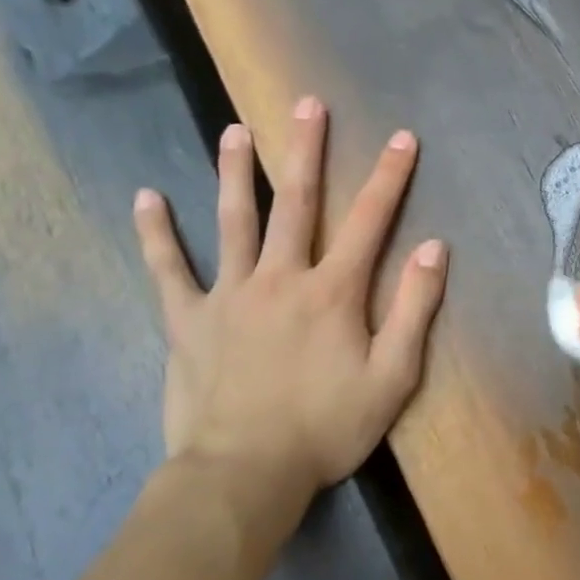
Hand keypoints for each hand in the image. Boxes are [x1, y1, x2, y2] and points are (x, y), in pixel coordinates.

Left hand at [132, 98, 447, 525]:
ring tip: (234, 130)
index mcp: (333, 290)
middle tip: (308, 104)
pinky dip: (156, 234)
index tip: (402, 137)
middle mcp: (281, 277)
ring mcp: (229, 295)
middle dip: (306, 150)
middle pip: (297, 202)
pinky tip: (146, 197)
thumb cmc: (326, 427)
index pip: (369, 220)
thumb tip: (433, 247)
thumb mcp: (393, 376)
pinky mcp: (187, 320)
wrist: (244, 475)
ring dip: (236, 172)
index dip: (389, 176)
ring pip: (233, 221)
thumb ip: (415, 308)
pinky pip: (168, 270)